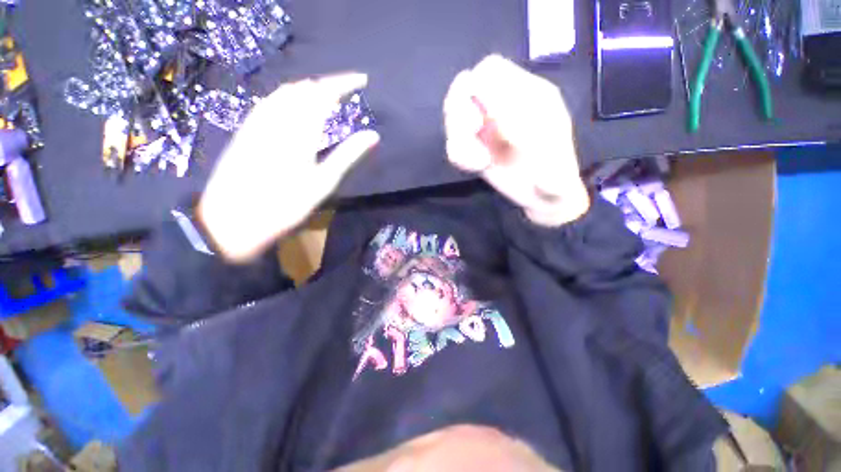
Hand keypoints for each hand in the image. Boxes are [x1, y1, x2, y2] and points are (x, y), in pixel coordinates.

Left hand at [198, 73, 379, 261]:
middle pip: (304, 87)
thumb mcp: (323, 183)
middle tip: (347, 90)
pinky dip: (290, 96)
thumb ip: (347, 155)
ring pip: (286, 91)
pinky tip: (296, 106)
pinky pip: (271, 101)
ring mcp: (258, 121)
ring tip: (326, 95)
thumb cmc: (285, 205)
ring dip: (309, 88)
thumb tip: (373, 135)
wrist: (233, 219)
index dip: (344, 83)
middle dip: (328, 83)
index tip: (363, 80)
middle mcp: (276, 117)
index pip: (324, 93)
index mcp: (299, 129)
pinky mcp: (247, 129)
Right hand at [444, 55, 588, 226]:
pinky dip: (459, 155)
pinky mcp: (473, 148)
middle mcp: (500, 106)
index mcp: (525, 94)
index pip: (491, 68)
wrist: (542, 197)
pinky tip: (477, 167)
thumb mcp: (549, 151)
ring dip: (458, 138)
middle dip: (461, 110)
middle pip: (463, 87)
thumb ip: (527, 135)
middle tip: (474, 131)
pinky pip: (452, 144)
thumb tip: (493, 113)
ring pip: (452, 115)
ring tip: (479, 161)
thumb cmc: (554, 176)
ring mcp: (484, 127)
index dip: (480, 87)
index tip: (486, 118)